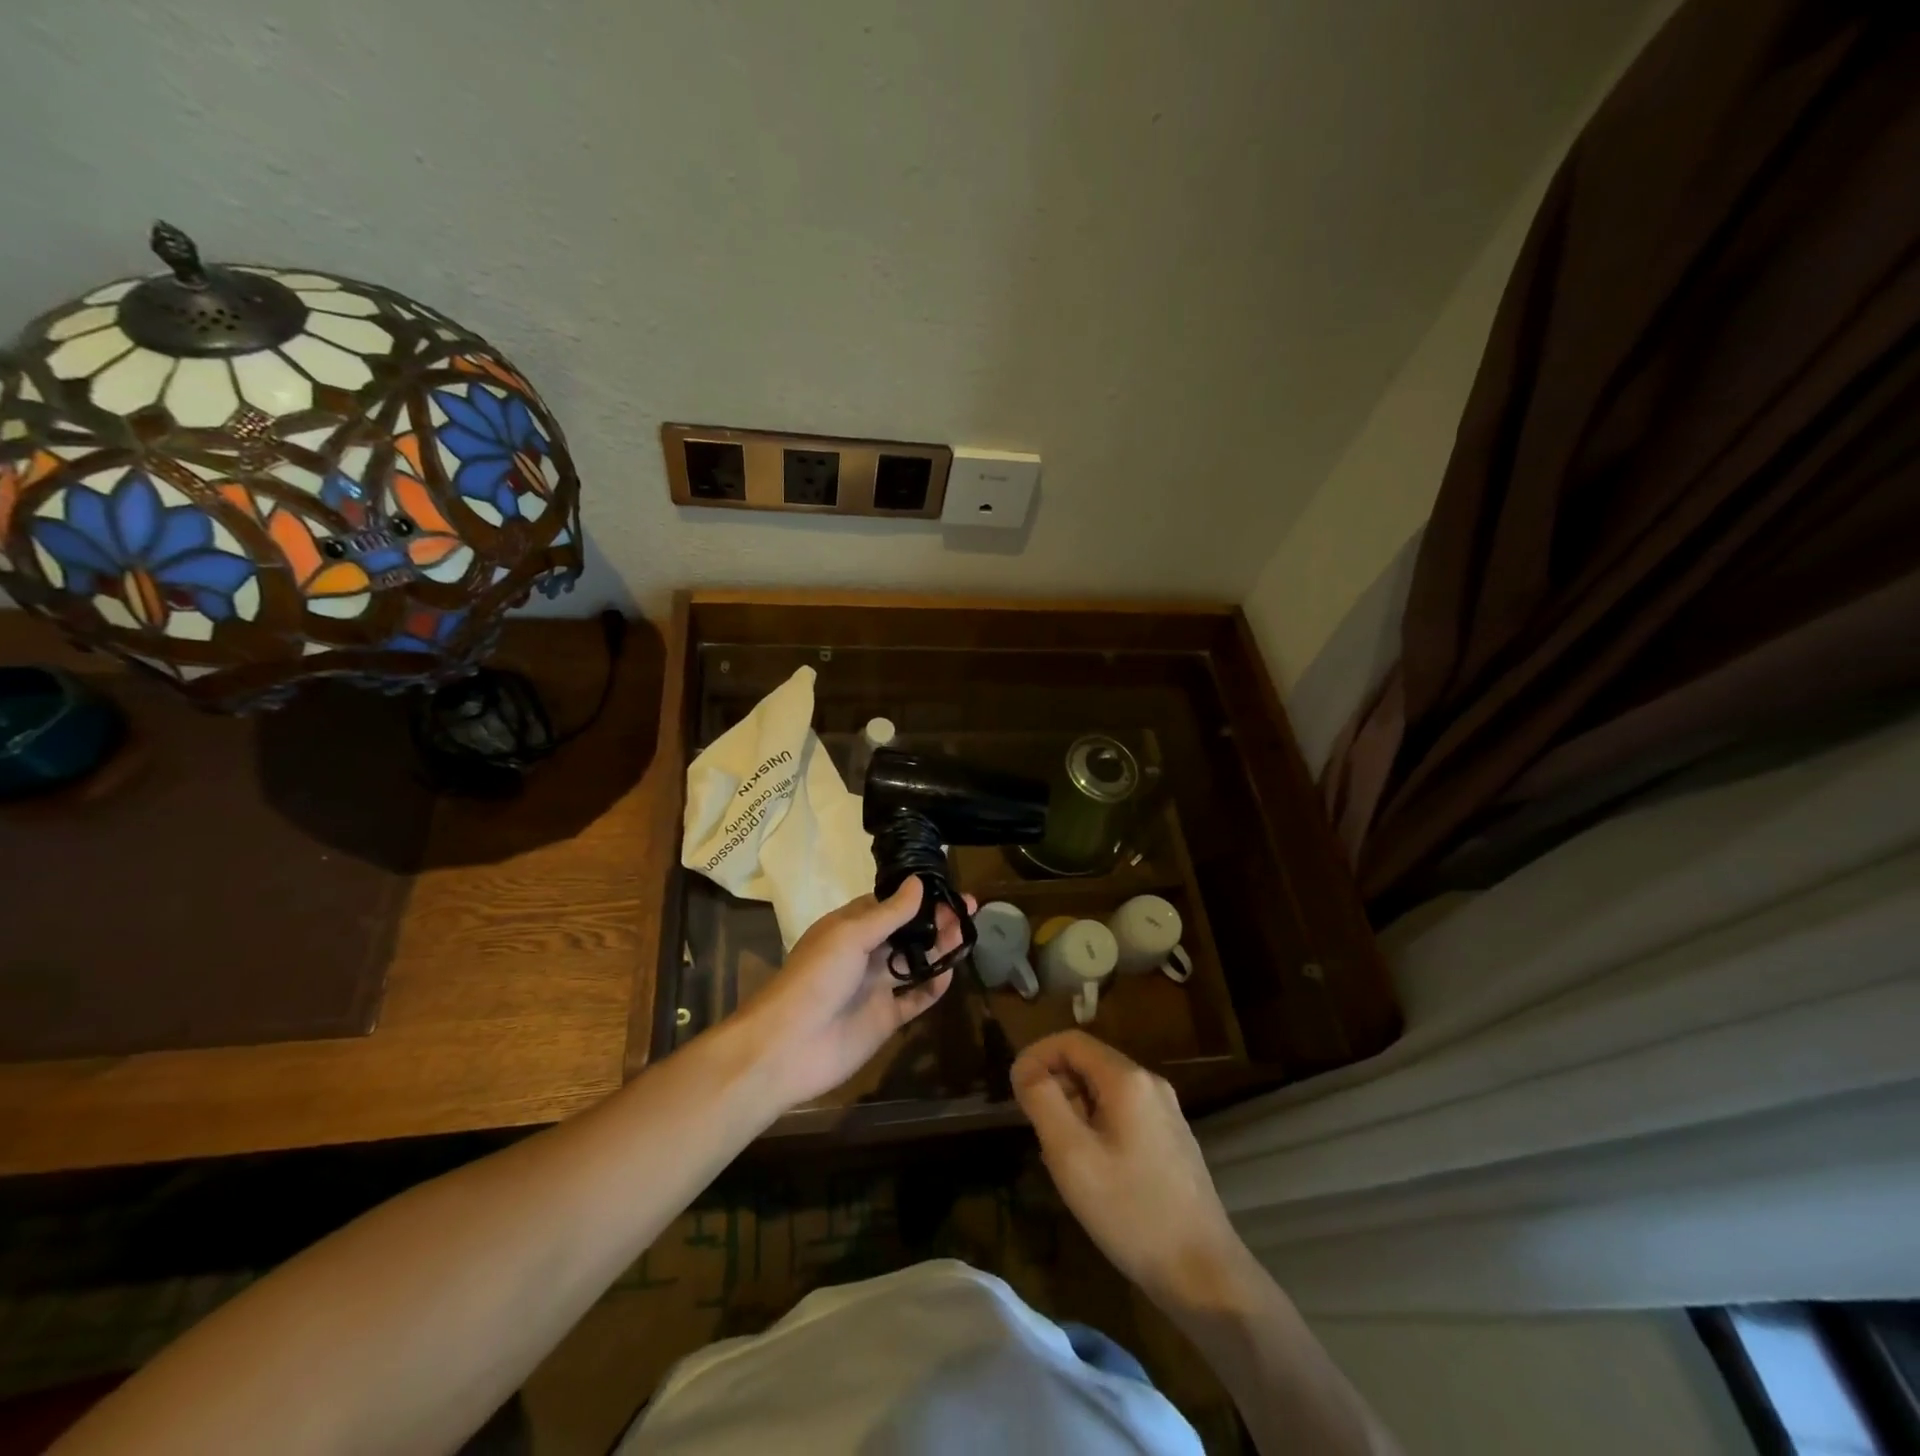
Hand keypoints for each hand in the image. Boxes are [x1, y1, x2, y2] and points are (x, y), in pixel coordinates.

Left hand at [739, 879, 968, 1107]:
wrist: (789, 1047)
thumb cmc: (816, 978)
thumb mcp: (850, 936)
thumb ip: (889, 913)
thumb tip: (918, 882)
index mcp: (850, 927)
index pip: (889, 904)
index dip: (917, 896)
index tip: (947, 886)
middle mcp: (865, 953)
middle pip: (907, 932)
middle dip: (936, 919)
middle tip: (969, 908)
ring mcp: (876, 986)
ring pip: (916, 961)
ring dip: (940, 947)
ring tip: (967, 934)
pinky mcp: (886, 1017)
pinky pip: (916, 997)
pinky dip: (934, 986)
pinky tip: (951, 972)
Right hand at [1013, 1031, 1255, 1314]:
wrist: (1204, 1274)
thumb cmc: (1130, 1211)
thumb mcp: (1071, 1155)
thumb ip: (1043, 1101)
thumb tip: (1025, 1067)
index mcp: (1127, 1079)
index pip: (1071, 1041)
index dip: (1036, 1056)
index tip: (1014, 1090)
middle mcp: (1150, 1084)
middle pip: (1089, 1063)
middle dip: (1055, 1086)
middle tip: (1037, 1132)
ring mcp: (1166, 1112)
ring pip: (1104, 1091)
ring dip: (1074, 1110)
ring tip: (1061, 1158)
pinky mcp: (1172, 1139)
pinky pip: (1122, 1114)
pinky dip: (1096, 1127)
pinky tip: (1093, 1172)